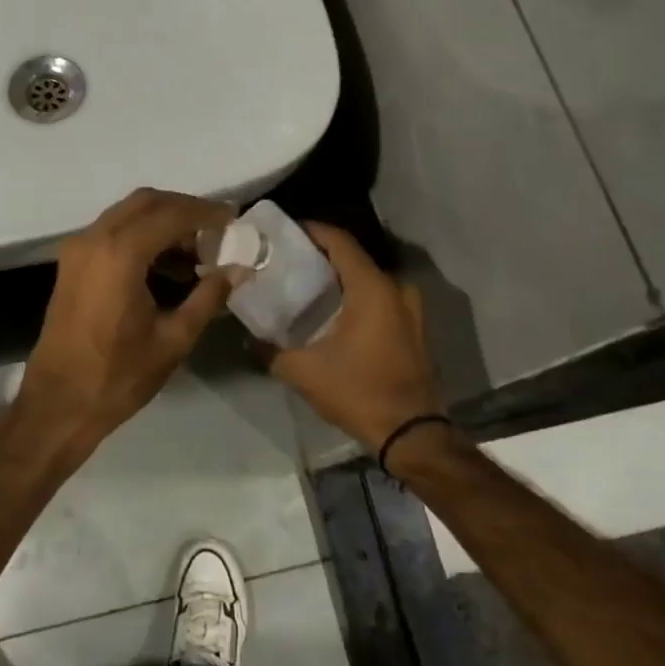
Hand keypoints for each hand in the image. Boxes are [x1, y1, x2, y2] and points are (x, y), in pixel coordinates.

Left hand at [15, 187, 237, 456]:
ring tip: (197, 251)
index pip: (171, 214)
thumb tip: (239, 270)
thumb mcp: (173, 339)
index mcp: (120, 254)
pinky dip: (141, 235)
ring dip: (162, 221)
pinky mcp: (72, 263)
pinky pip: (112, 231)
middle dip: (184, 209)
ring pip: (127, 214)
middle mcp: (95, 239)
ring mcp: (78, 249)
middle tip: (217, 230)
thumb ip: (208, 297)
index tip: (234, 220)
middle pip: (146, 202)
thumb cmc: (118, 376)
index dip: (206, 213)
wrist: (58, 404)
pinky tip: (166, 264)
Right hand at [268, 223, 444, 451]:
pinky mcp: (413, 329)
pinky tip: (332, 313)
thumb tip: (250, 339)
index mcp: (372, 288)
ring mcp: (410, 309)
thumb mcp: (304, 372)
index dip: (311, 230)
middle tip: (288, 262)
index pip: (339, 241)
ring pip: (368, 280)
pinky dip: (356, 298)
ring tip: (306, 287)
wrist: (412, 435)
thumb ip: (271, 350)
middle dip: (321, 256)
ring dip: (340, 279)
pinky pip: (380, 299)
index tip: (284, 232)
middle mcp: (396, 289)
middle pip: (353, 258)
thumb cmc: (359, 392)